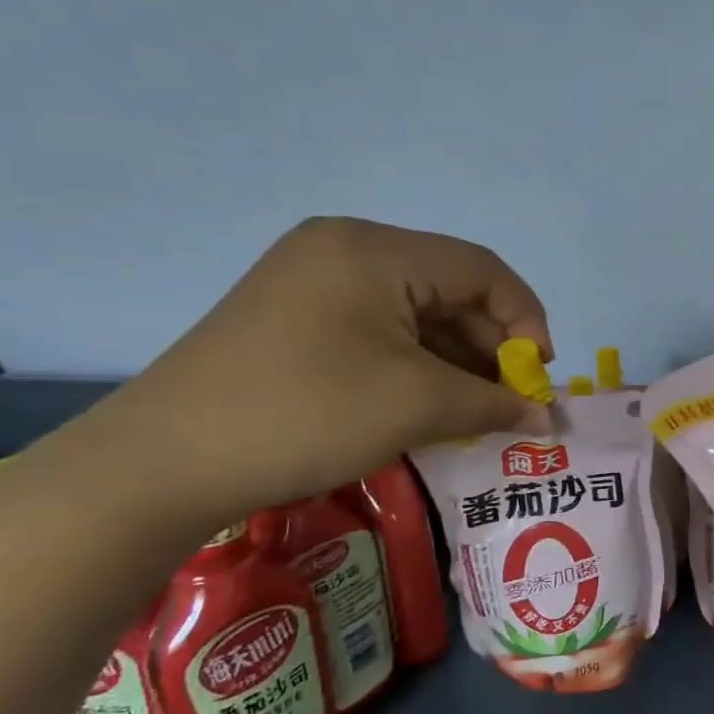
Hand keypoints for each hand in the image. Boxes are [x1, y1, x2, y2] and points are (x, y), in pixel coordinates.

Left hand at [94, 218, 551, 526]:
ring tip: (478, 411)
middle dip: (490, 347)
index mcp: (375, 249)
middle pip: (449, 289)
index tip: (540, 376)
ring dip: (455, 361)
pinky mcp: (295, 317)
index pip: (482, 269)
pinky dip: (415, 365)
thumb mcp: (417, 405)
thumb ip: (494, 404)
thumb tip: (548, 421)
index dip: (526, 320)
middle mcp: (345, 250)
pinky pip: (380, 330)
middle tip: (512, 402)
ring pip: (415, 313)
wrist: (164, 463)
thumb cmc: (307, 414)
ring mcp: (313, 281)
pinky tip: (431, 404)